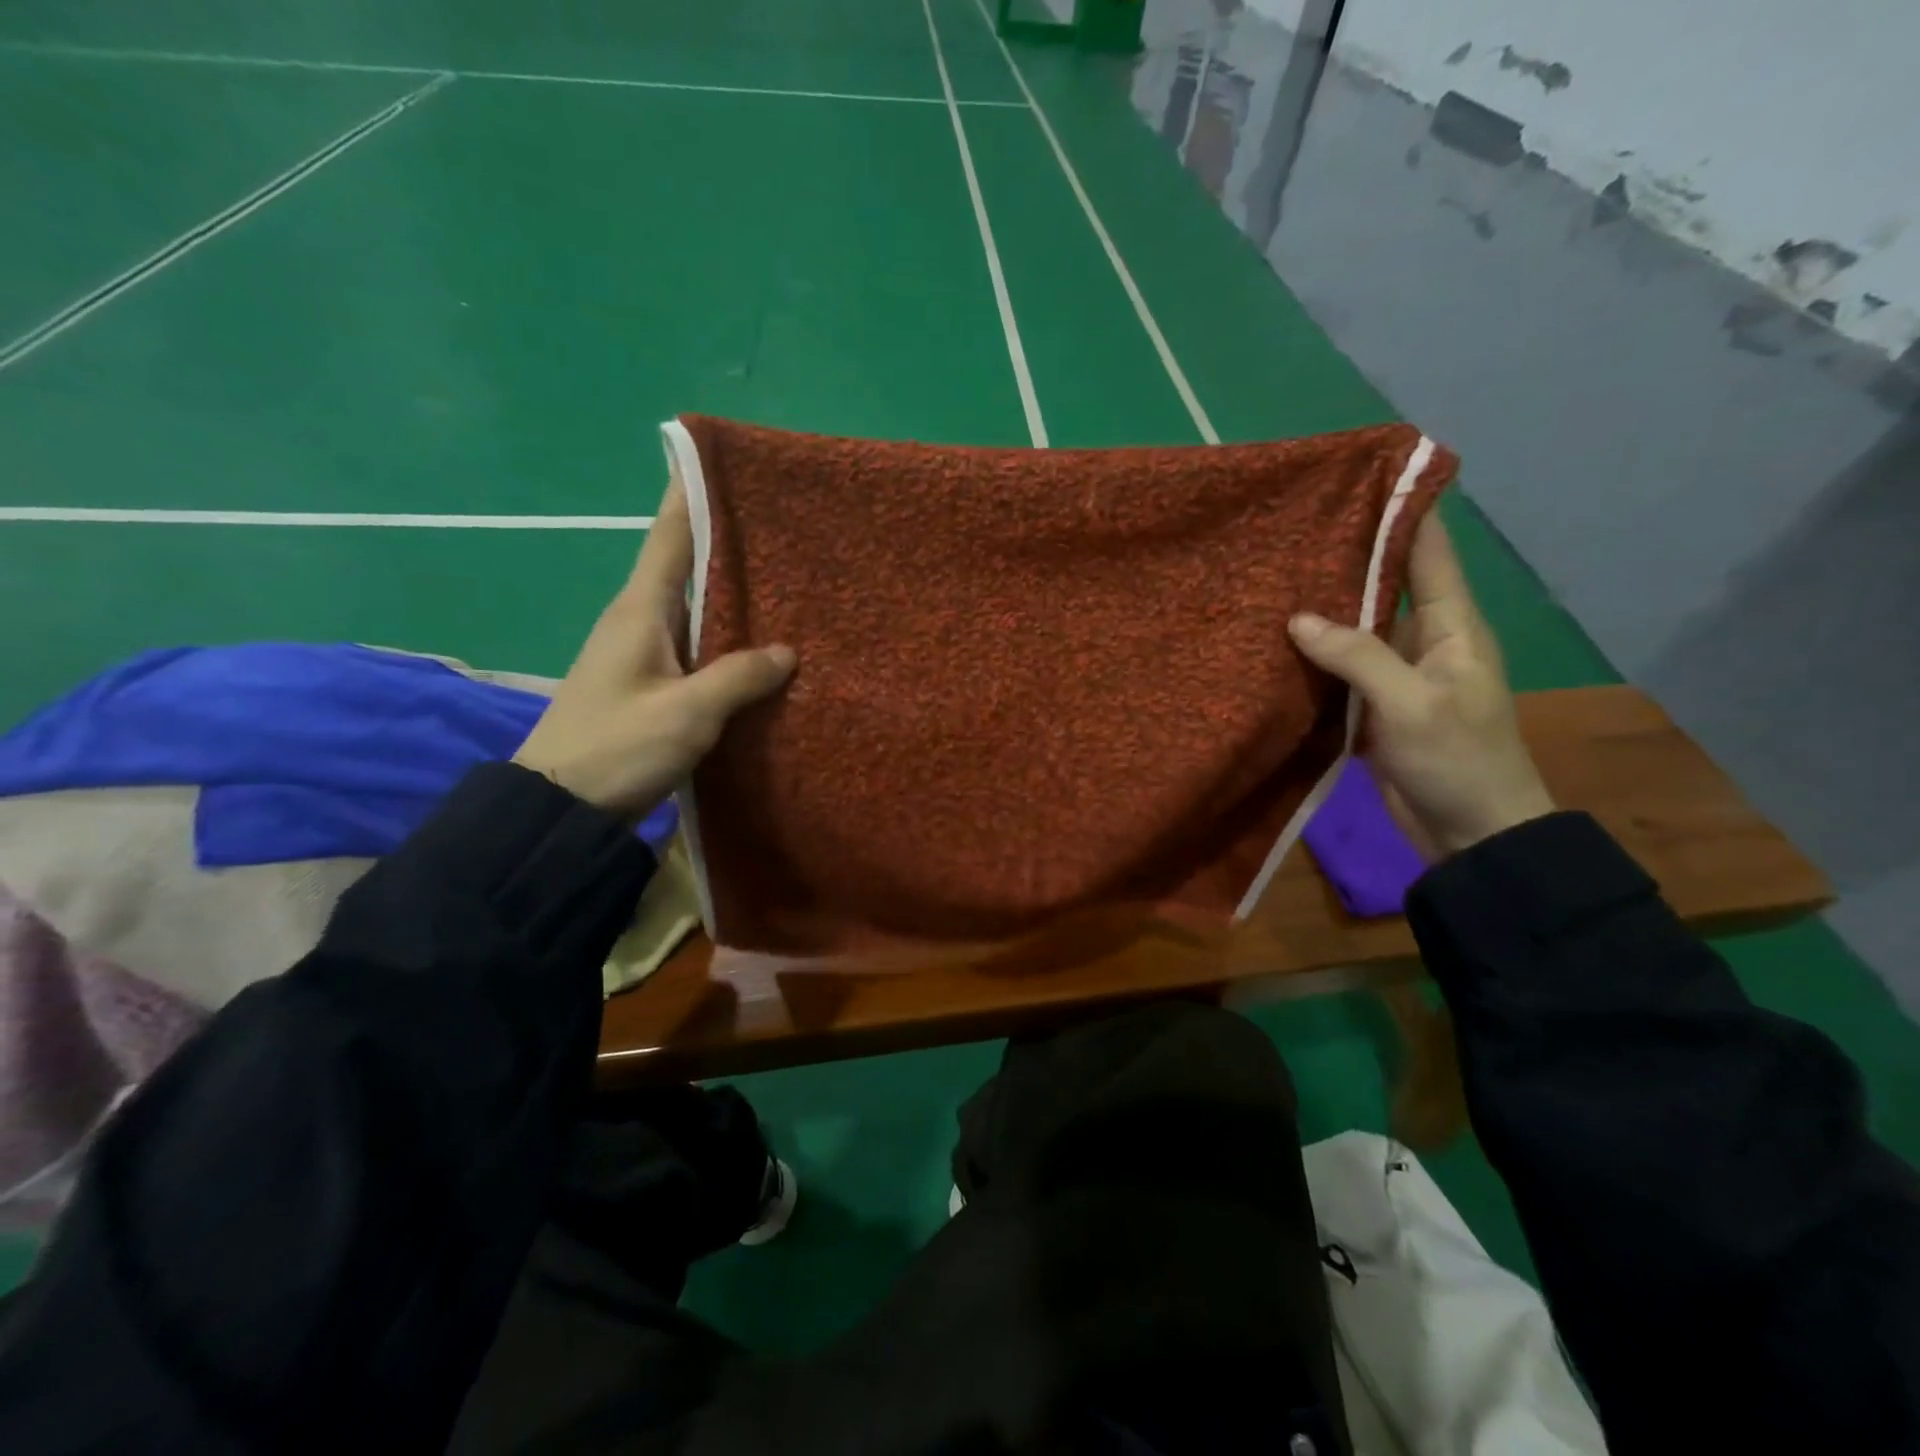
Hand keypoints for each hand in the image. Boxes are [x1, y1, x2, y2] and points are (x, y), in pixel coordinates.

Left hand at [513, 481, 794, 816]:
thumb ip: (739, 677)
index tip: (721, 461)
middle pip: (685, 564)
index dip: (692, 494)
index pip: (669, 535)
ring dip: (729, 591)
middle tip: (780, 524)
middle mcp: (638, 619)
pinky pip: (694, 643)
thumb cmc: (618, 747)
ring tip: (783, 578)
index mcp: (640, 610)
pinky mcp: (648, 682)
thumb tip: (786, 652)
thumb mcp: (687, 713)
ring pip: (693, 606)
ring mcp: (641, 651)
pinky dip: (725, 635)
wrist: (560, 806)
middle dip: (726, 540)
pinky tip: (757, 645)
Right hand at [1288, 513, 1553, 856]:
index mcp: (1451, 625)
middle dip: (1342, 559)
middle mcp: (1424, 639)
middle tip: (1289, 531)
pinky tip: (1275, 643)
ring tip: (1269, 580)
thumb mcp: (1409, 702)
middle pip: (1382, 585)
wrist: (1470, 831)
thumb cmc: (1456, 759)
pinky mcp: (1374, 706)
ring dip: (1320, 611)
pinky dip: (1313, 657)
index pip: (1428, 552)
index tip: (1365, 476)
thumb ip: (1356, 656)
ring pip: (1355, 630)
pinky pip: (1341, 670)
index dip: (1402, 512)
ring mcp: (1397, 674)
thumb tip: (1298, 618)